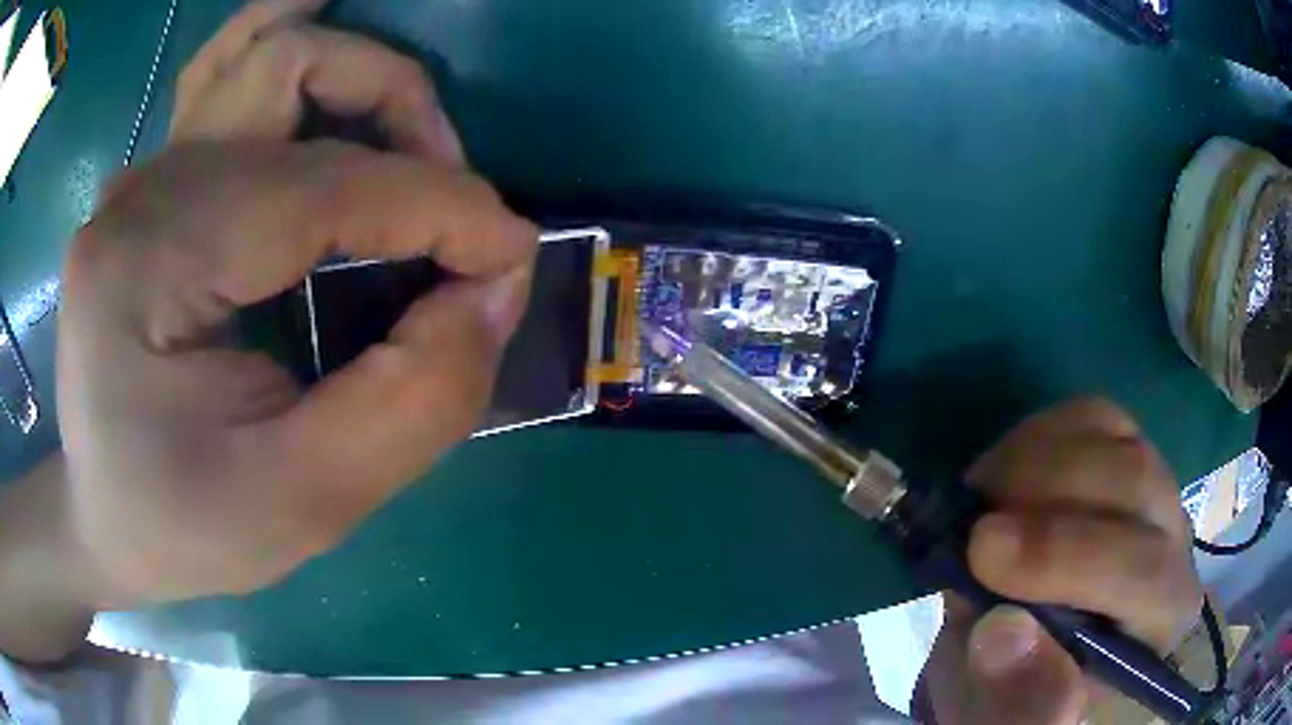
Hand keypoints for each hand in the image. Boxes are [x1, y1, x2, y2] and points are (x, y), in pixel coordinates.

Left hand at [0, 0, 535, 661]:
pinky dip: (294, 49)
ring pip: (267, 51)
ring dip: (358, 77)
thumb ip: (413, 401)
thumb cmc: (183, 527)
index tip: (512, 258)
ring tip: (408, 142)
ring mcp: (144, 174)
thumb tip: (496, 286)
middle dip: (402, 118)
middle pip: (295, 70)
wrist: (105, 518)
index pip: (323, 187)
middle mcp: (142, 188)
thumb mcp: (302, 504)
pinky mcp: (154, 183)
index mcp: (151, 264)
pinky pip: (230, 74)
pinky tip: (326, 49)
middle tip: (449, 210)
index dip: (443, 207)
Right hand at [921, 398, 1202, 723]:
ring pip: (1118, 443)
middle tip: (972, 530)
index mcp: (1160, 619)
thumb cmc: (1017, 688)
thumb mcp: (1001, 714)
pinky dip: (1042, 433)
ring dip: (1037, 464)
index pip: (1146, 574)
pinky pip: (1096, 415)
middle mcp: (1174, 544)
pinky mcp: (1123, 450)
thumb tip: (1005, 633)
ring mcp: (1153, 487)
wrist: (1022, 645)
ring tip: (981, 503)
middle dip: (1049, 506)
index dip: (1070, 558)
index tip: (981, 560)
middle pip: (1138, 489)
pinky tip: (1006, 472)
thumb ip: (1010, 696)